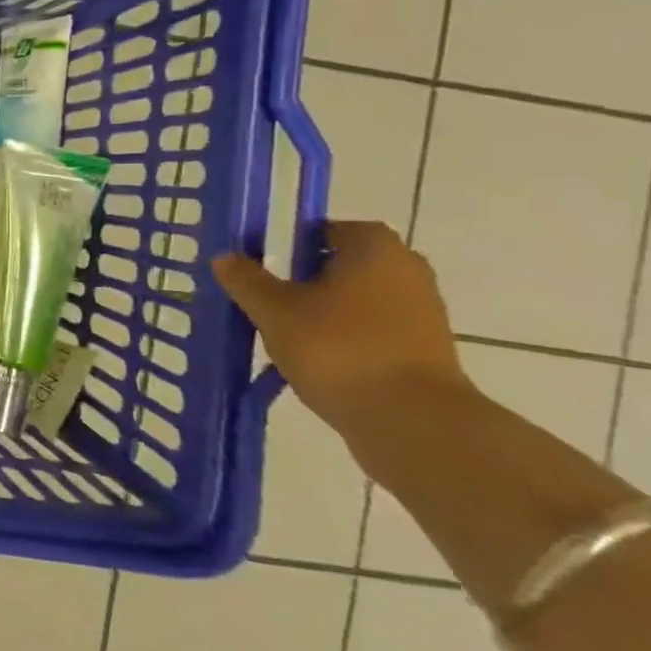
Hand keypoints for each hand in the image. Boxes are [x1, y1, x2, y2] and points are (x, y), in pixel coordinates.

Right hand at [212, 220, 470, 434]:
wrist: (410, 420)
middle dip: (307, 279)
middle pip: (345, 265)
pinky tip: (314, 359)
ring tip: (285, 333)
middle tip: (269, 298)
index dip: (292, 244)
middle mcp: (407, 271)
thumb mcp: (273, 310)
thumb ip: (246, 280)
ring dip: (325, 310)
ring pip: (359, 299)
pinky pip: (373, 330)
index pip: (327, 230)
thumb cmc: (336, 348)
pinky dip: (345, 337)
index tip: (264, 265)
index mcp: (374, 249)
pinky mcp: (425, 350)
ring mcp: (422, 312)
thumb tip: (225, 257)